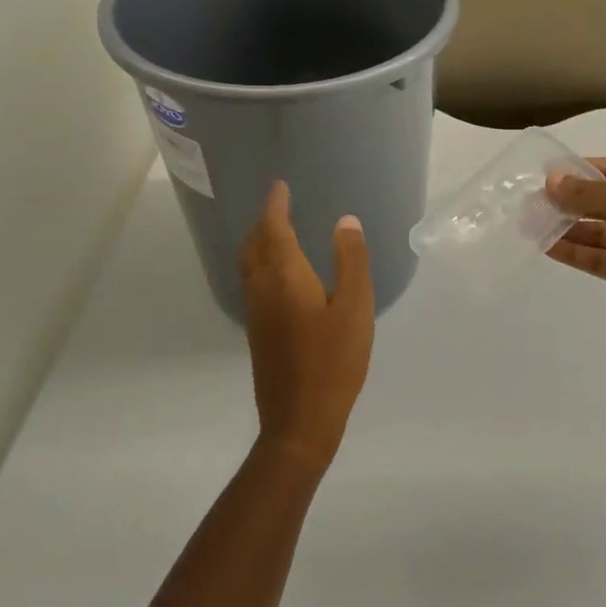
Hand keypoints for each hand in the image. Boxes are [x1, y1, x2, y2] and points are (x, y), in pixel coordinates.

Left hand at [238, 181, 374, 471]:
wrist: (300, 420)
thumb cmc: (334, 361)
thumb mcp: (356, 307)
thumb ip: (351, 261)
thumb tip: (345, 221)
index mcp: (286, 278)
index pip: (273, 230)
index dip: (275, 205)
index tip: (280, 186)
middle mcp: (263, 290)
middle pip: (253, 246)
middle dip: (262, 222)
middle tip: (278, 205)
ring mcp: (257, 314)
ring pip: (249, 266)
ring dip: (258, 242)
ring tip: (276, 232)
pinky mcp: (259, 333)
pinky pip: (253, 283)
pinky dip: (261, 264)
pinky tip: (280, 275)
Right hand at [545, 159, 605, 336]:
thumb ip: (589, 193)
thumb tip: (552, 181)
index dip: (578, 172)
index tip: (544, 177)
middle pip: (602, 202)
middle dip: (568, 202)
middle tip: (530, 204)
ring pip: (598, 232)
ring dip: (568, 228)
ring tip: (531, 225)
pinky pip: (600, 258)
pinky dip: (576, 252)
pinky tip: (547, 247)